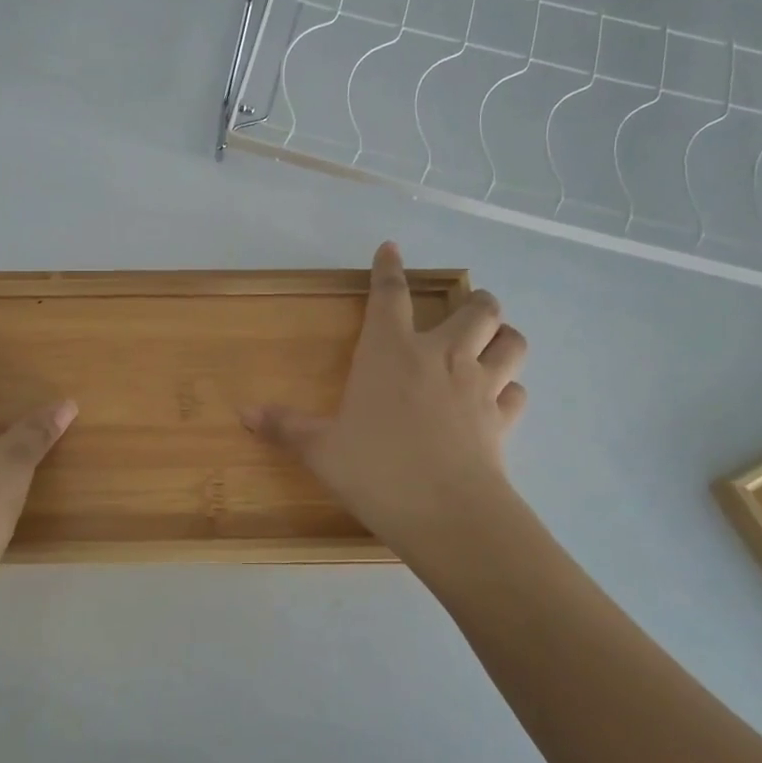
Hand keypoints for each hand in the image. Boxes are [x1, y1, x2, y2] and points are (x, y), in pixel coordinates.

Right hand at [241, 242, 525, 567]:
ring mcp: (478, 386)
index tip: (390, 248)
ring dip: (504, 335)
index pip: (390, 295)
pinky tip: (500, 398)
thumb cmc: (376, 469)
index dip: (389, 268)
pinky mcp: (501, 420)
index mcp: (390, 352)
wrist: (446, 513)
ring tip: (493, 341)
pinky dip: (510, 388)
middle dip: (475, 301)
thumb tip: (244, 413)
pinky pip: (517, 392)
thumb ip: (286, 427)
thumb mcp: (321, 450)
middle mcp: (440, 357)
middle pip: (476, 308)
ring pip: (510, 342)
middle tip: (466, 309)